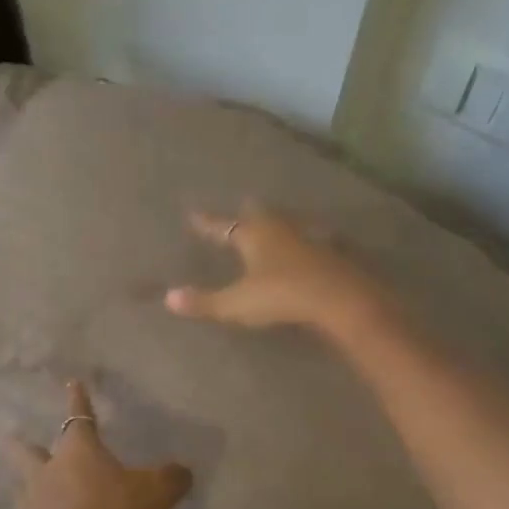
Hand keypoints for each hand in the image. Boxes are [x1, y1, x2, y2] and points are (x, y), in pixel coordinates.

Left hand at [3, 381, 192, 508]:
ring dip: (26, 480)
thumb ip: (171, 479)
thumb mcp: (155, 495)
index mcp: (79, 450)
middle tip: (9, 434)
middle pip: (28, 450)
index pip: (79, 415)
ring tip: (27, 483)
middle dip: (21, 442)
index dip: (78, 398)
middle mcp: (50, 469)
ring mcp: (35, 502)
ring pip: (25, 483)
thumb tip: (183, 471)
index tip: (71, 382)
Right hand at [163, 204, 389, 339]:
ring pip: (288, 224)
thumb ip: (205, 302)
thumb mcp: (237, 303)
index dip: (208, 223)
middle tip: (244, 204)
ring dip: (279, 223)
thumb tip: (168, 297)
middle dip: (249, 212)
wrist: (340, 298)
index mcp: (253, 235)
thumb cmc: (282, 296)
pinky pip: (312, 240)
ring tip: (274, 223)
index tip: (194, 214)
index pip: (223, 226)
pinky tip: (310, 245)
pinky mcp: (332, 252)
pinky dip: (305, 241)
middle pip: (260, 215)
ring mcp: (309, 238)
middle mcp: (280, 229)